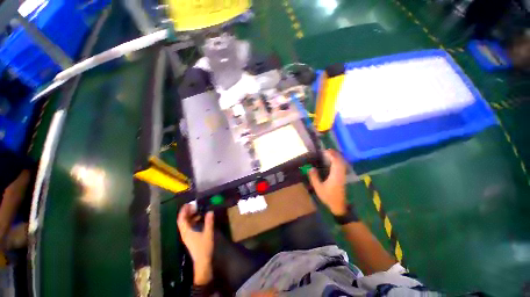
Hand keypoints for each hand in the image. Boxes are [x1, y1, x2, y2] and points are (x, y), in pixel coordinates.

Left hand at [177, 204, 214, 284]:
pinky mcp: (191, 238)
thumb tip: (210, 211)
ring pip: (186, 224)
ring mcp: (187, 236)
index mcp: (187, 232)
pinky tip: (200, 218)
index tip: (187, 204)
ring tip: (198, 210)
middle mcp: (185, 233)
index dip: (183, 211)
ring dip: (190, 216)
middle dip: (187, 212)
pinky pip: (189, 226)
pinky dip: (193, 221)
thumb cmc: (204, 248)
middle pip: (183, 221)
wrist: (202, 262)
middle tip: (194, 205)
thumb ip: (209, 222)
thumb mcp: (208, 234)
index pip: (182, 220)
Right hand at [308, 149, 347, 215]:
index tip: (325, 151)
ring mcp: (343, 175)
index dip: (332, 155)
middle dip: (335, 154)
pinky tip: (334, 162)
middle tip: (327, 151)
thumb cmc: (328, 197)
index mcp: (335, 175)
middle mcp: (341, 173)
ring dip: (337, 157)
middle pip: (340, 160)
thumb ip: (314, 177)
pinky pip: (342, 166)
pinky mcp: (343, 178)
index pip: (336, 161)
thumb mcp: (318, 188)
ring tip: (330, 155)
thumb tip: (311, 168)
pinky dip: (338, 162)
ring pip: (342, 163)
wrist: (339, 206)